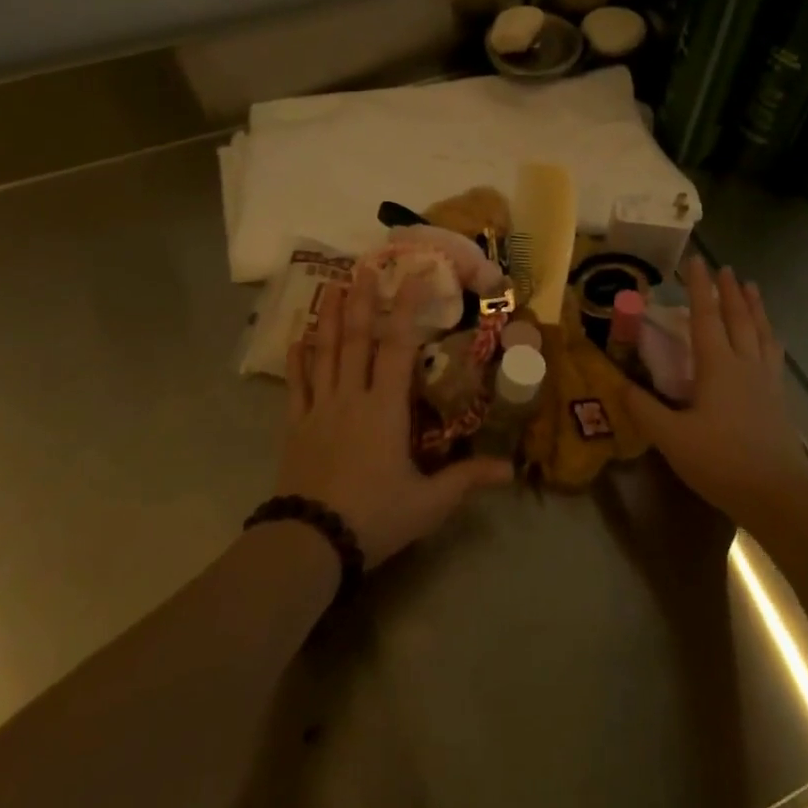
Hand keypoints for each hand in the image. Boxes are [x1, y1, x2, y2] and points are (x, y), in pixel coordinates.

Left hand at [278, 270, 511, 566]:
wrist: (312, 541)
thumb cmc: (375, 516)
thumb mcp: (429, 503)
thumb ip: (467, 480)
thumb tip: (511, 470)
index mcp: (386, 408)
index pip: (398, 346)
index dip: (407, 308)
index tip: (414, 276)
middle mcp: (352, 396)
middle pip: (357, 338)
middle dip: (363, 299)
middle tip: (365, 266)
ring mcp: (320, 408)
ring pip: (325, 352)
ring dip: (330, 317)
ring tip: (332, 285)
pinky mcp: (295, 425)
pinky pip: (296, 384)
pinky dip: (297, 358)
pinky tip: (297, 337)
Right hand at [624, 258, 807, 525]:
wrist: (779, 495)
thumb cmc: (721, 461)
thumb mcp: (671, 438)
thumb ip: (644, 408)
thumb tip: (620, 383)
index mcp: (718, 366)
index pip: (706, 317)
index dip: (700, 288)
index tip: (697, 261)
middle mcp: (745, 365)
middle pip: (739, 319)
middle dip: (730, 291)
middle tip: (727, 268)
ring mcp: (767, 382)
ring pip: (762, 333)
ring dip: (755, 308)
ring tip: (753, 288)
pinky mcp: (779, 401)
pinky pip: (773, 354)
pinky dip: (769, 336)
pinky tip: (771, 340)